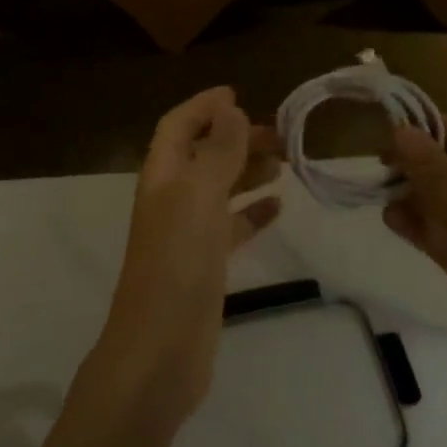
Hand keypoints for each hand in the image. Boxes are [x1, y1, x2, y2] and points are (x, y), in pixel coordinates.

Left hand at [92, 87, 281, 434]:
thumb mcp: (199, 196)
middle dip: (236, 138)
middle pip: (204, 154)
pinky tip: (279, 207)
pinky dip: (254, 212)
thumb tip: (231, 109)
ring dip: (248, 171)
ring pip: (220, 189)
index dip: (203, 106)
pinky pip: (232, 227)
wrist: (160, 352)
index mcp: (162, 176)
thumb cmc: (177, 263)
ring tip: (286, 163)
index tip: (239, 94)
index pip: (178, 126)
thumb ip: (218, 152)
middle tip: (281, 135)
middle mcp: (171, 199)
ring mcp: (188, 234)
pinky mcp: (205, 266)